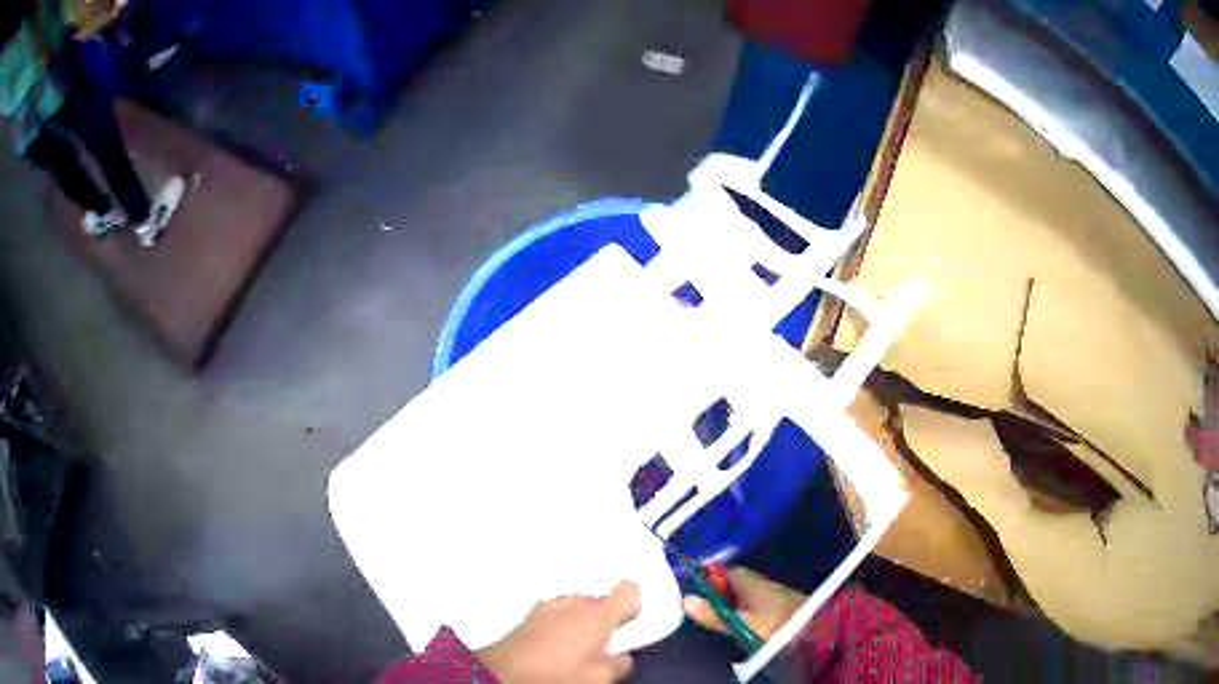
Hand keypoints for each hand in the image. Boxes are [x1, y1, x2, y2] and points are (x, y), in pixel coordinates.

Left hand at [477, 581, 640, 683]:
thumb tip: (621, 653)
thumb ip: (619, 661)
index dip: (634, 605)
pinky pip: (557, 614)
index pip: (629, 589)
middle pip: (601, 601)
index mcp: (598, 613)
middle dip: (605, 619)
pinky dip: (561, 626)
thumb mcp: (600, 677)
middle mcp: (574, 601)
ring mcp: (549, 604)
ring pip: (577, 608)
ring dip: (581, 623)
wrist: (503, 673)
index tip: (630, 624)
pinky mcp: (530, 614)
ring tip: (575, 649)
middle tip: (602, 646)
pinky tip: (555, 646)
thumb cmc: (558, 675)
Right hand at [682, 568, 805, 639]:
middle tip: (699, 603)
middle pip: (731, 580)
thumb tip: (685, 600)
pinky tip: (737, 617)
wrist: (817, 628)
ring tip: (714, 611)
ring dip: (730, 599)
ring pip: (742, 591)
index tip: (688, 584)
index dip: (705, 576)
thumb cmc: (777, 625)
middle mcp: (759, 581)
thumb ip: (714, 614)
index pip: (721, 570)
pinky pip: (753, 599)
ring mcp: (771, 591)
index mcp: (749, 580)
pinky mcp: (779, 602)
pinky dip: (742, 606)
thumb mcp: (741, 624)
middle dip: (716, 589)